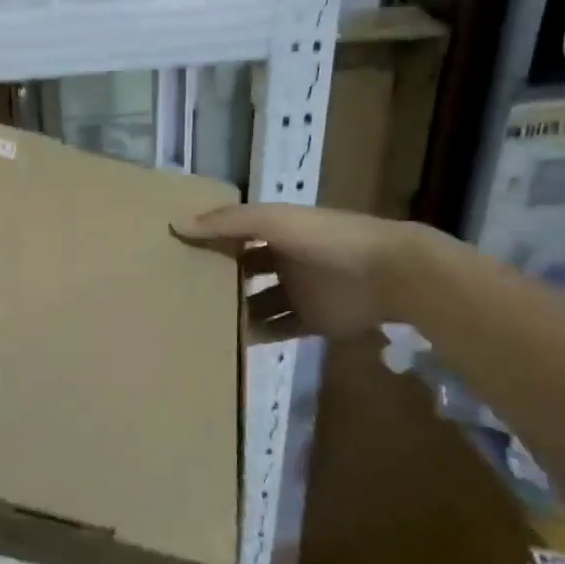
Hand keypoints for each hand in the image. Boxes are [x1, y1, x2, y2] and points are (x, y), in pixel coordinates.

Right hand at [173, 204, 422, 340]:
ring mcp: (298, 293)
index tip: (175, 251)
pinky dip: (256, 336)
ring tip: (197, 322)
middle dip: (218, 279)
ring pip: (257, 303)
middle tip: (179, 292)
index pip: (235, 234)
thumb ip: (227, 222)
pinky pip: (276, 329)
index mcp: (276, 231)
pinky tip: (229, 342)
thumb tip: (177, 223)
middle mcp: (284, 260)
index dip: (209, 240)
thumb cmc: (326, 239)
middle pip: (244, 271)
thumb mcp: (273, 221)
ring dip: (234, 311)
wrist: (389, 274)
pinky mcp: (311, 322)